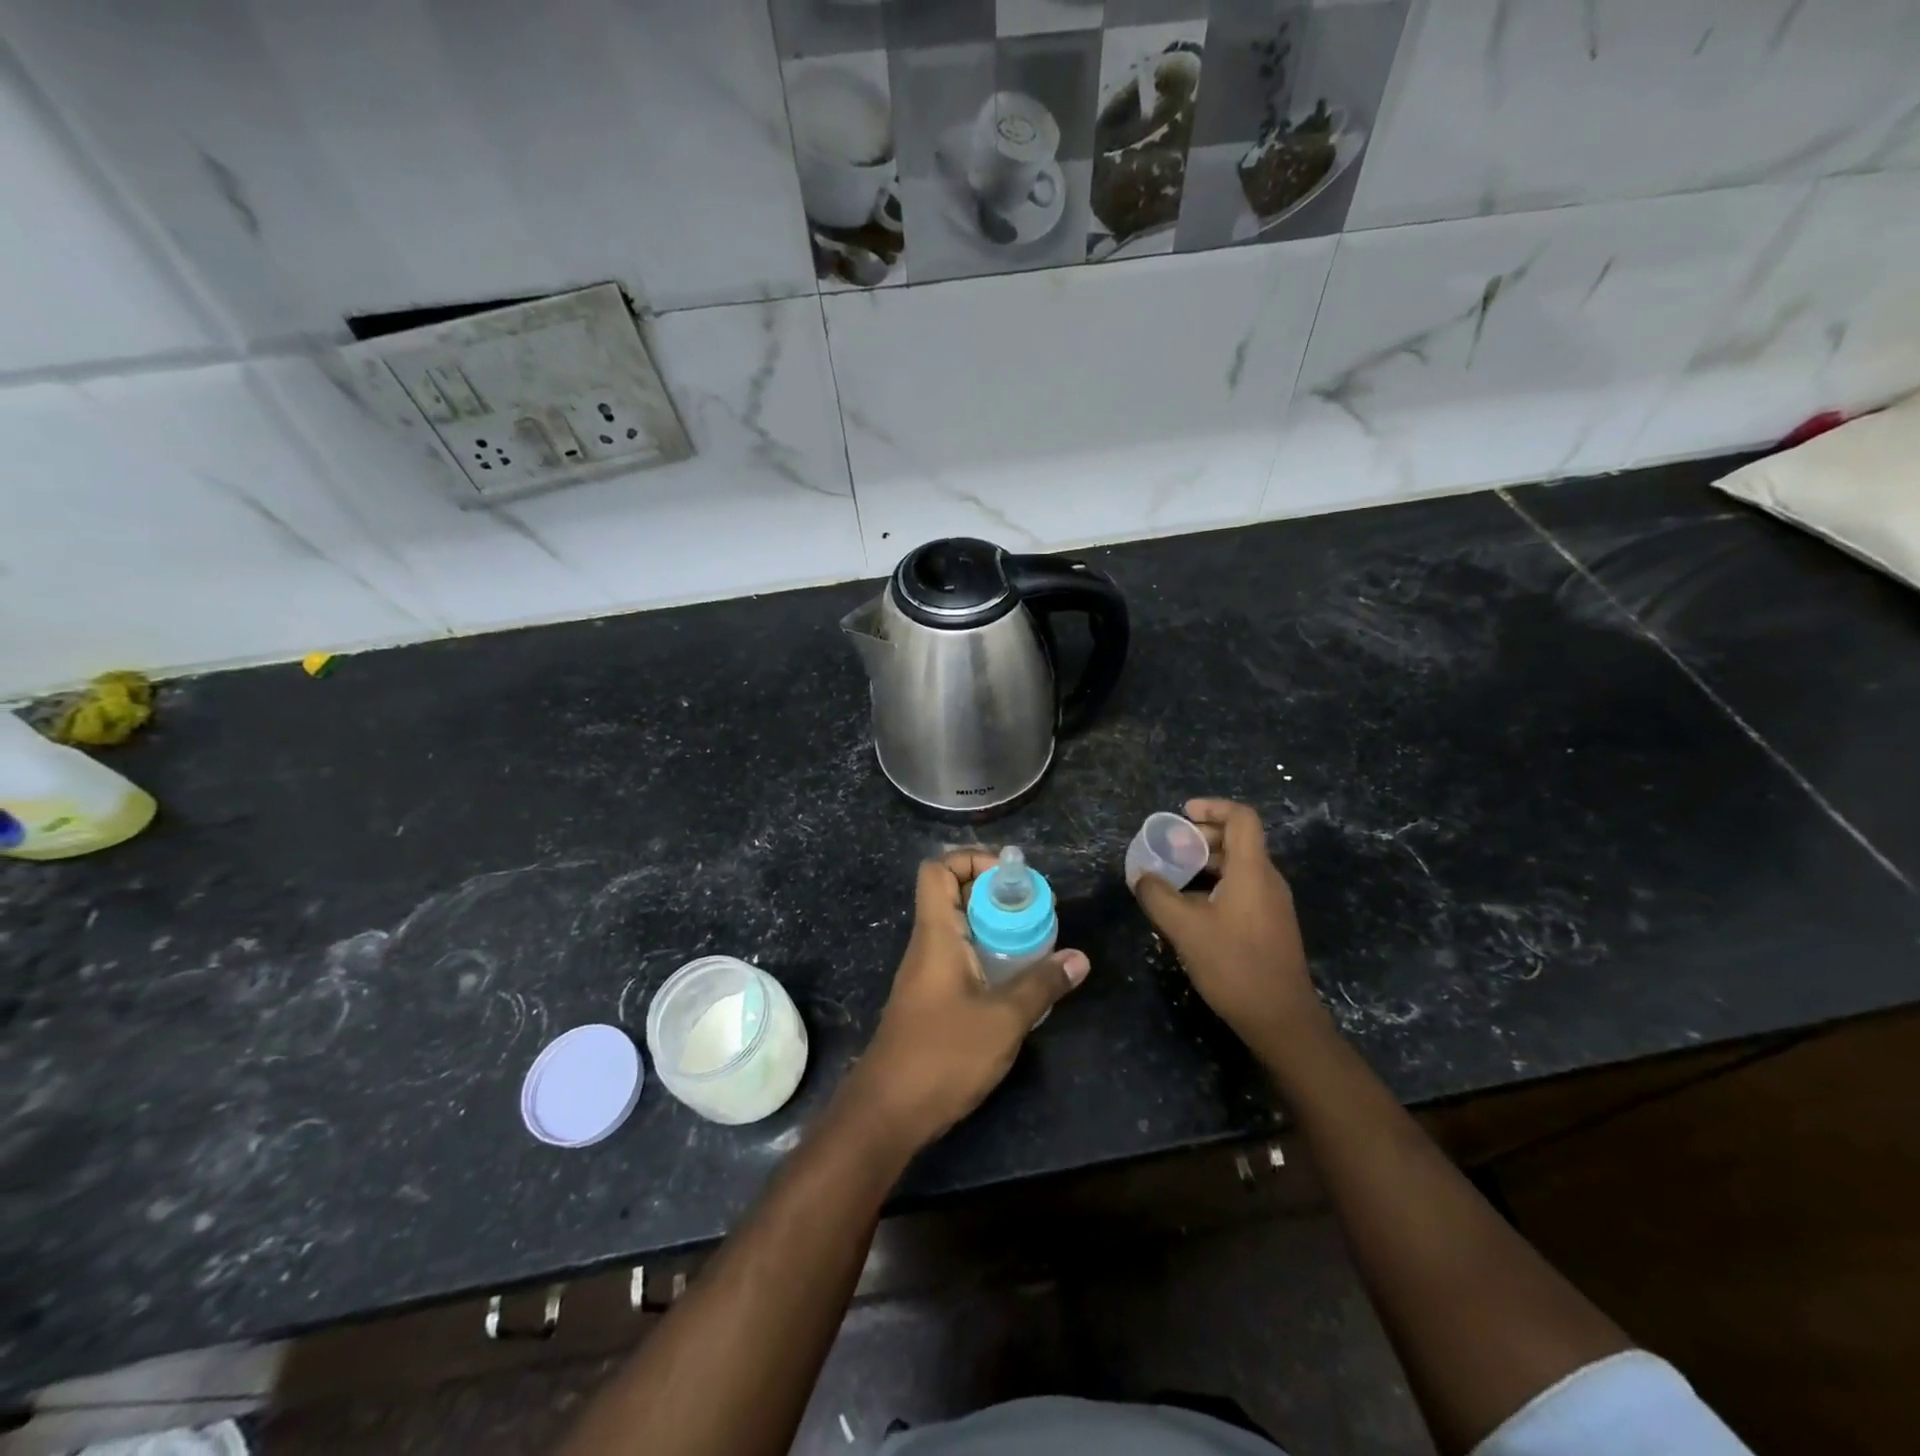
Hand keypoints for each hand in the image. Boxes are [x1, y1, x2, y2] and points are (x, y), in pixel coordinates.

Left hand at [840, 850, 1088, 1154]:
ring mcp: (927, 974)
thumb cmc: (943, 1055)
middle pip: (953, 895)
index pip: (938, 870)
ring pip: (960, 930)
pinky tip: (1018, 983)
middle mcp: (928, 945)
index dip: (972, 860)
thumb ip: (1041, 985)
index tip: (1012, 878)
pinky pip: (961, 960)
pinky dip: (988, 957)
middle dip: (995, 894)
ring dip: (995, 928)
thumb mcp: (1003, 1019)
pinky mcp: (931, 1001)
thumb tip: (1079, 958)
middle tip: (1036, 911)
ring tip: (1036, 942)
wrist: (888, 1112)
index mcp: (936, 934)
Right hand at [1132, 798, 1324, 1053]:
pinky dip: (1215, 885)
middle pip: (1238, 840)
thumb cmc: (1234, 966)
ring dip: (1206, 863)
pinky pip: (1241, 889)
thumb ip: (1157, 896)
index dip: (1212, 807)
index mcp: (1252, 870)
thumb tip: (1141, 876)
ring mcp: (1272, 904)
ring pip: (1238, 867)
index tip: (1182, 814)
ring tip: (1172, 876)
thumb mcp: (1185, 928)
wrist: (1282, 1020)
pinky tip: (1190, 908)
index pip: (1241, 817)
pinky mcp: (1270, 925)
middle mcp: (1267, 880)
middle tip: (1169, 847)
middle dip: (1202, 836)